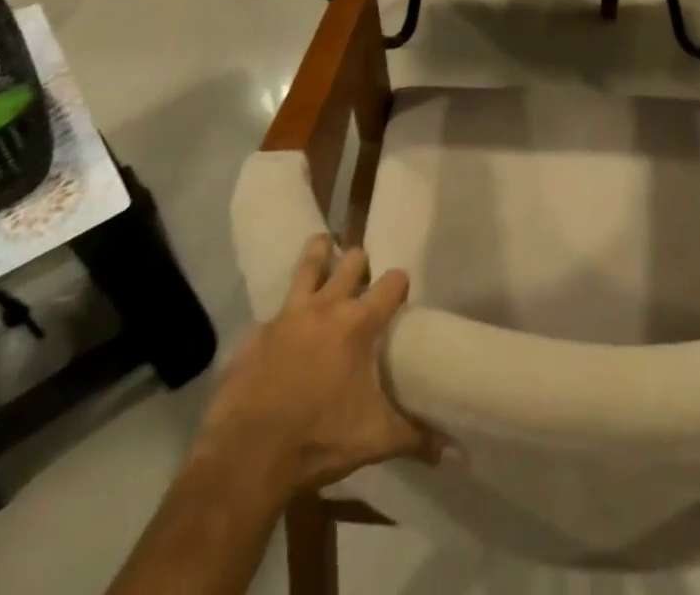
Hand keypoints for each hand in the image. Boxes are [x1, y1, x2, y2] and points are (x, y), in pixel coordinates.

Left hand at [197, 234, 436, 499]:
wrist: (248, 456)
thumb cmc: (319, 439)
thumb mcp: (374, 440)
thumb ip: (414, 437)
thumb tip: (452, 451)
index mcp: (357, 324)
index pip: (391, 284)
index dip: (399, 282)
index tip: (402, 288)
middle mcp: (324, 307)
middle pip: (350, 262)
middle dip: (360, 262)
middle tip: (363, 271)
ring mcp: (287, 315)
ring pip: (307, 265)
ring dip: (319, 253)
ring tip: (324, 244)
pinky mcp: (256, 332)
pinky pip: (272, 312)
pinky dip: (281, 313)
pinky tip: (281, 324)